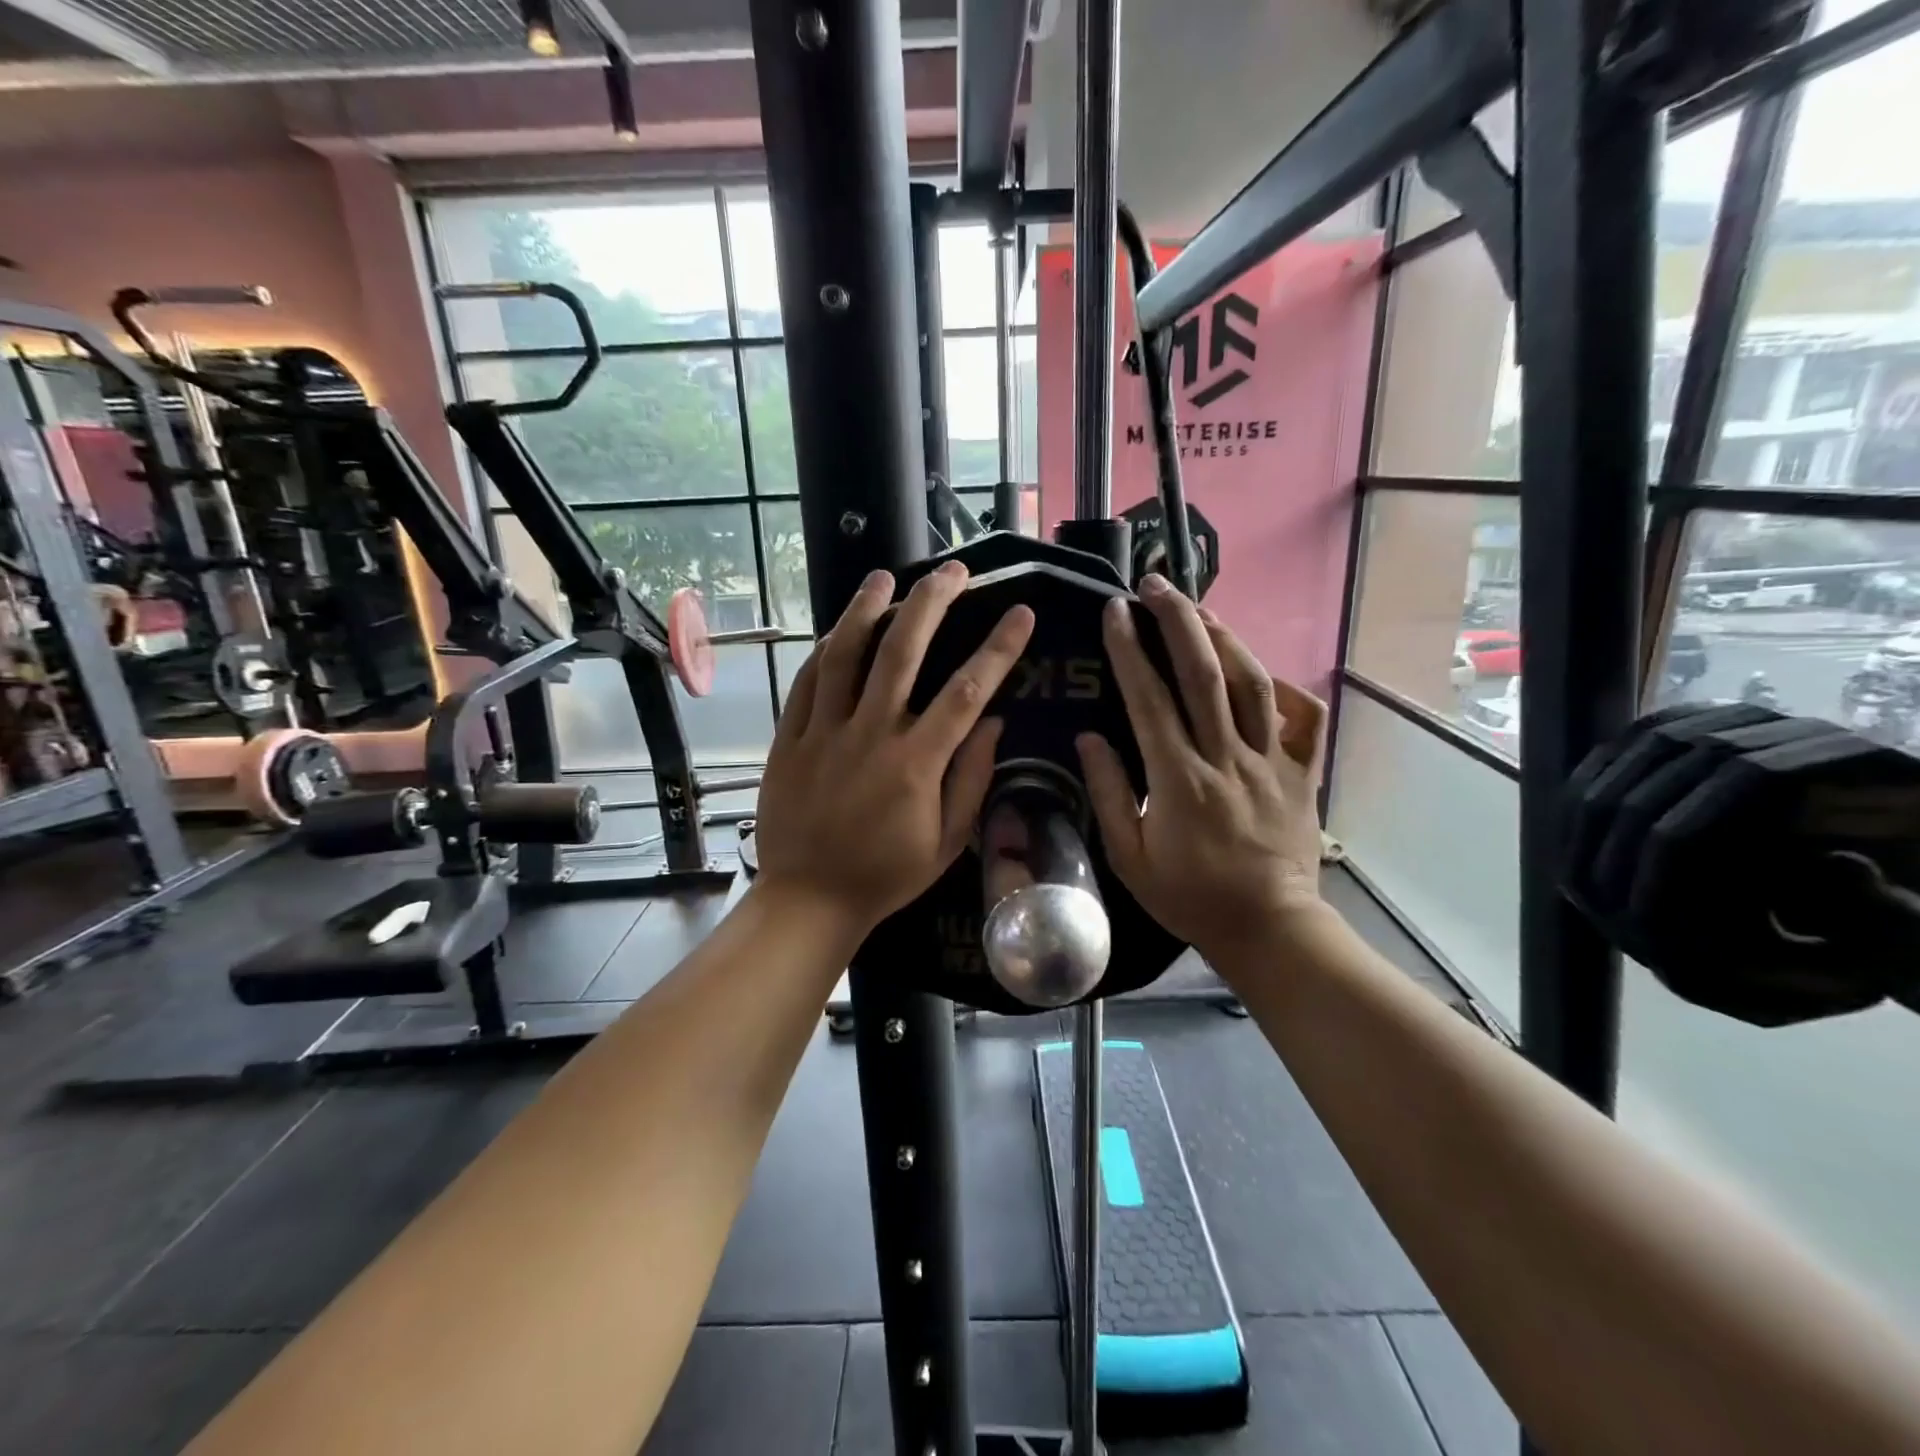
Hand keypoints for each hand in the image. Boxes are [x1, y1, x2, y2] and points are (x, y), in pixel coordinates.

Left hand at [754, 562, 1034, 938]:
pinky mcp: (790, 738)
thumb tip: (992, 721)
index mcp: (916, 762)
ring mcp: (824, 732)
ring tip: (886, 577)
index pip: (965, 691)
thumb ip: (971, 778)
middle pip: (902, 652)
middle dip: (931, 603)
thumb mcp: (947, 841)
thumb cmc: (886, 874)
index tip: (1019, 612)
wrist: (809, 898)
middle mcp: (871, 735)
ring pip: (846, 655)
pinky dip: (826, 649)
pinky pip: (808, 682)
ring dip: (868, 609)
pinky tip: (840, 628)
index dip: (997, 648)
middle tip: (951, 571)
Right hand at [1077, 576, 1327, 967]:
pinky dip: (1286, 687)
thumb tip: (1089, 738)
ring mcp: (1271, 761)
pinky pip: (1303, 719)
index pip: (1149, 699)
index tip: (1115, 611)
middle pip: (1204, 674)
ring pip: (1252, 684)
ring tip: (1199, 608)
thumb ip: (1110, 794)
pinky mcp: (1301, 772)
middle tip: (1157, 584)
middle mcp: (1226, 758)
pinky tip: (1261, 669)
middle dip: (1178, 621)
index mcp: (1179, 779)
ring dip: (1224, 637)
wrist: (1268, 928)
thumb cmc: (1190, 897)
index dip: (1129, 649)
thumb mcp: (1130, 858)